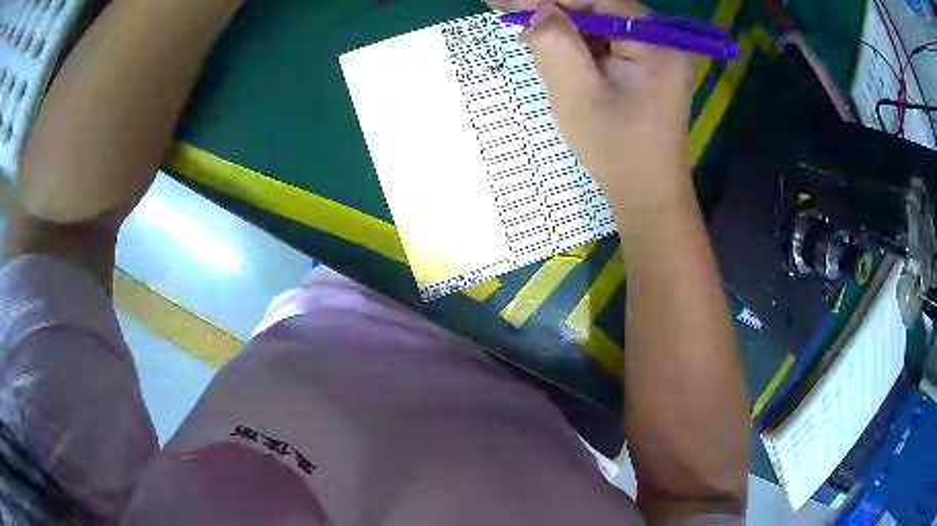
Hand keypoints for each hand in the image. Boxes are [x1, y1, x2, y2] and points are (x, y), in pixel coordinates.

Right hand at [489, 0, 694, 214]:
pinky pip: (602, 43)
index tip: (506, 0)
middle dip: (551, 9)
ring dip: (559, 25)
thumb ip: (555, 44)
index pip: (597, 0)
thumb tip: (540, 12)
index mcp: (655, 40)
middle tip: (504, 7)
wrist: (646, 195)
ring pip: (596, 25)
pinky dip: (573, 42)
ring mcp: (653, 54)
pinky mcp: (643, 68)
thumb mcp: (578, 95)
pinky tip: (546, 43)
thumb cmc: (617, 150)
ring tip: (519, 23)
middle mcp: (660, 39)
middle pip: (597, 9)